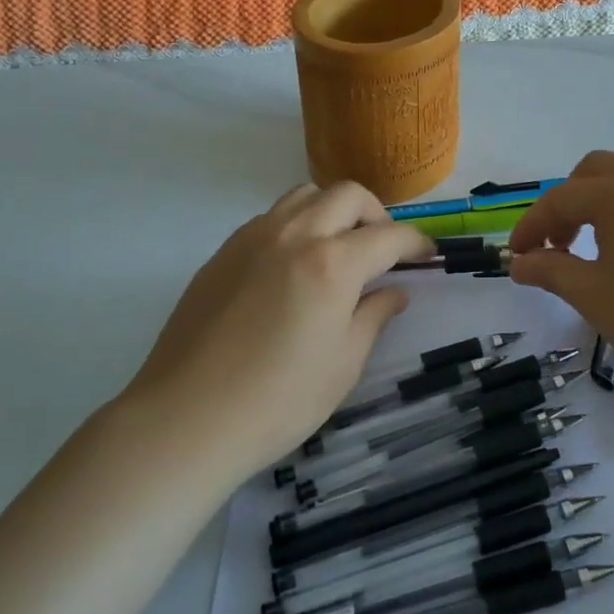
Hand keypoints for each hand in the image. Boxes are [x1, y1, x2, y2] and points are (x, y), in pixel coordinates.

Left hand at [126, 182, 432, 472]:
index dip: (416, 242)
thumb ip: (374, 316)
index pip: (389, 235)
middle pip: (347, 195)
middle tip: (382, 250)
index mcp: (332, 263)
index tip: (427, 255)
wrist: (186, 418)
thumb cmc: (277, 400)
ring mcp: (254, 237)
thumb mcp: (343, 364)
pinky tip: (293, 266)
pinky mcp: (224, 250)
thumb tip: (394, 292)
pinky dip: (297, 225)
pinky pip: (272, 217)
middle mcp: (295, 234)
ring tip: (337, 249)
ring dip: (333, 210)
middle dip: (376, 215)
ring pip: (306, 195)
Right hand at [508, 151, 613, 405]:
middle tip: (561, 242)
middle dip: (570, 200)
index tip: (517, 255)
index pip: (561, 199)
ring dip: (608, 207)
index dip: (532, 225)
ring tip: (605, 253)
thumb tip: (520, 263)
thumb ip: (550, 271)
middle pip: (598, 170)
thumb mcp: (593, 297)